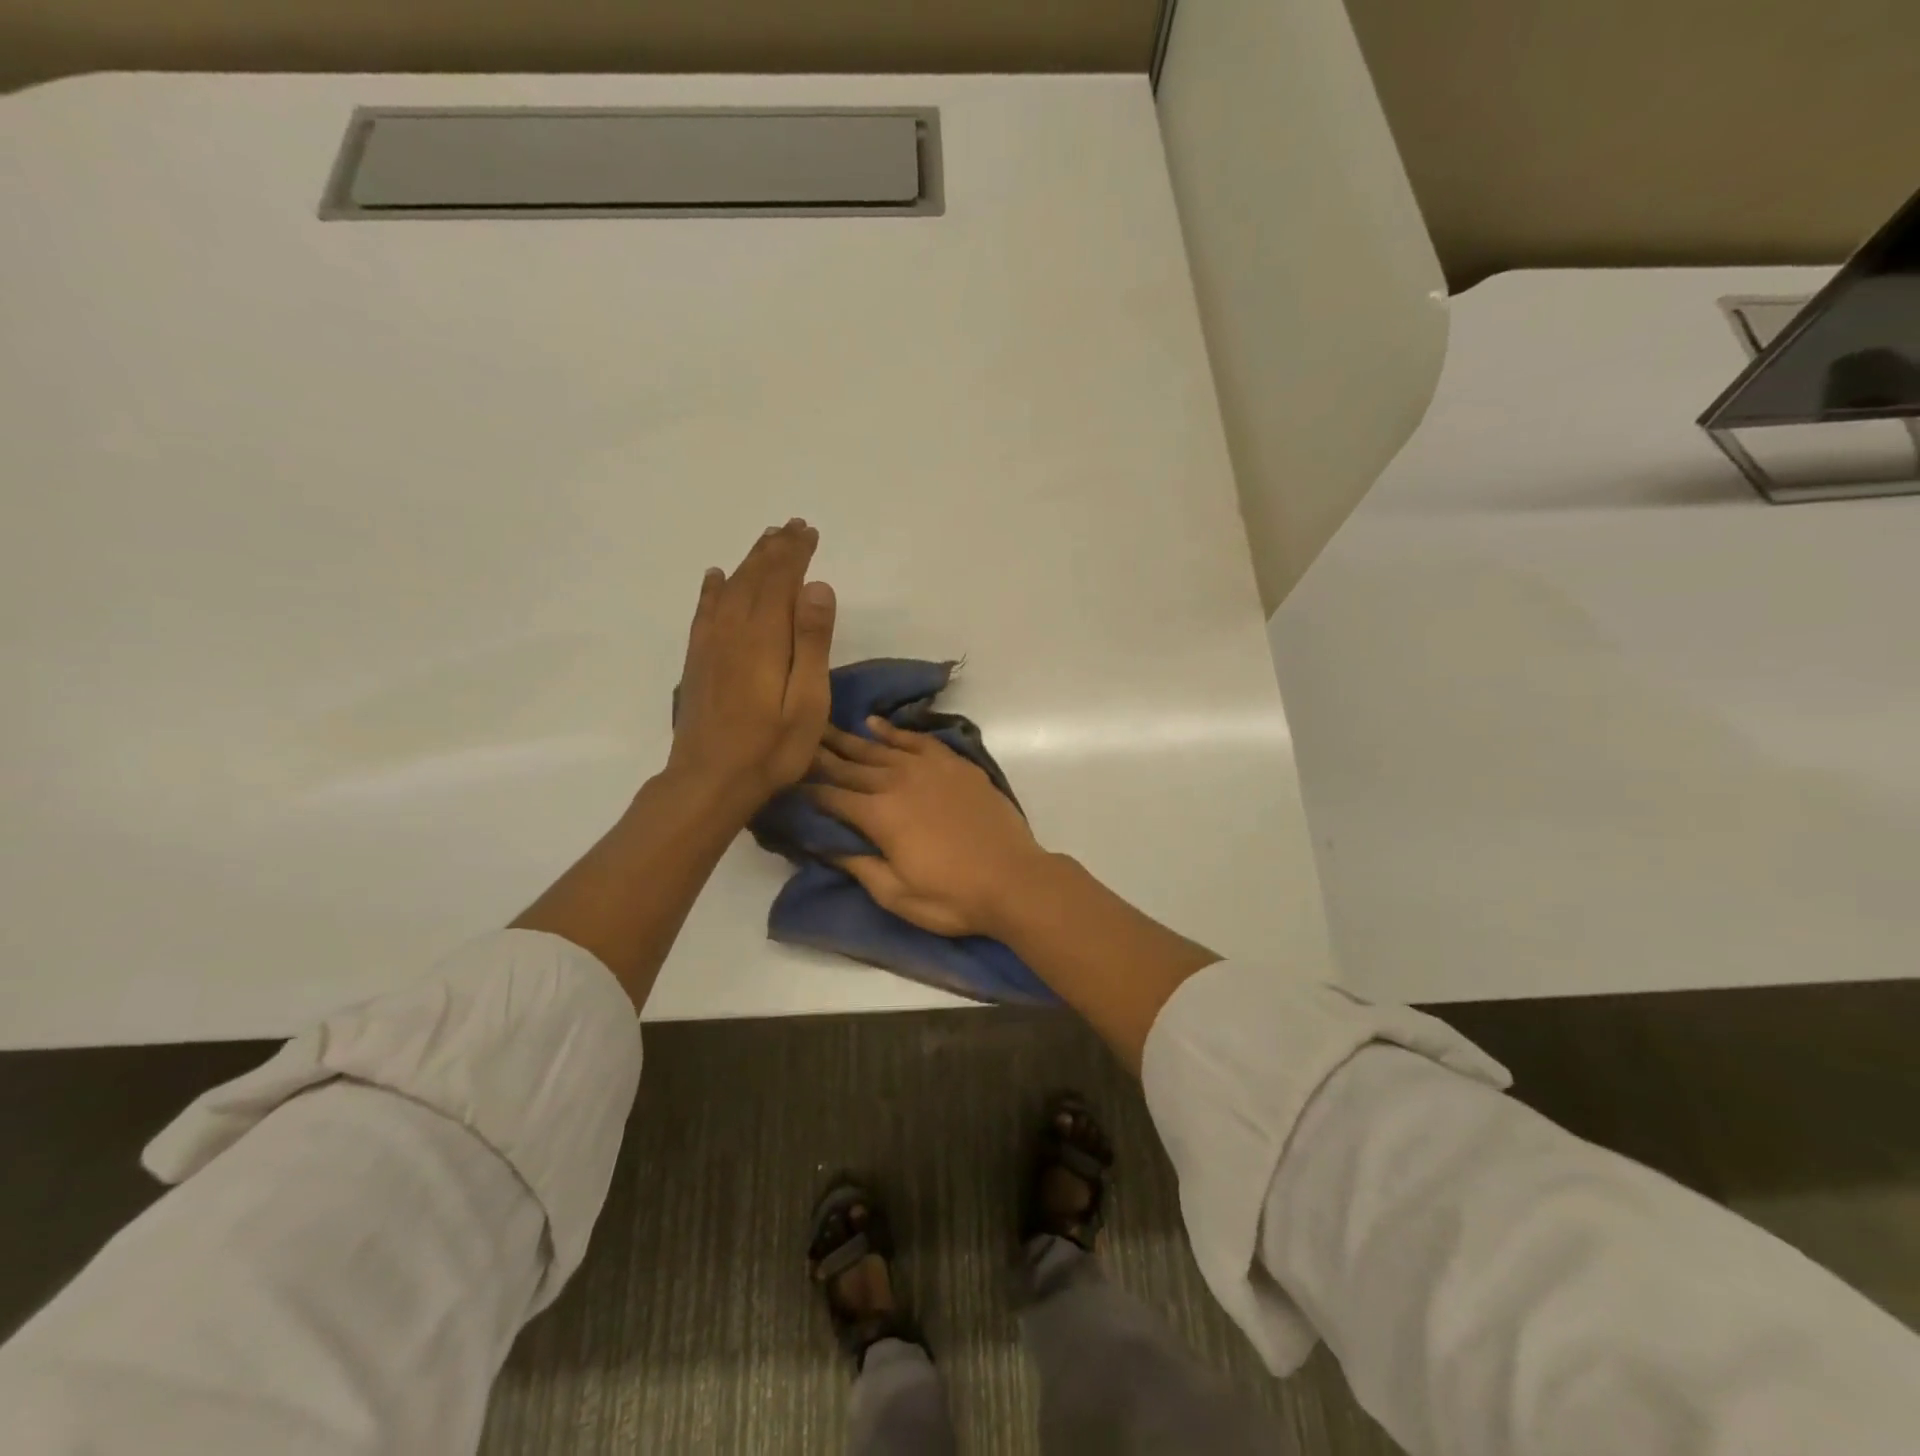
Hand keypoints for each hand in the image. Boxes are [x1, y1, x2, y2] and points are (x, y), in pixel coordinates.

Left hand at [667, 520, 836, 809]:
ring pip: (730, 588)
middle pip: (755, 577)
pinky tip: (716, 577)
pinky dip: (713, 588)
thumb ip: (812, 641)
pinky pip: (704, 611)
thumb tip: (817, 585)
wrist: (710, 780)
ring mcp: (710, 644)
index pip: (781, 580)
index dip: (795, 553)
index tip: (810, 532)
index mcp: (765, 636)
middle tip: (793, 527)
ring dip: (749, 561)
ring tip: (765, 540)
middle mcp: (734, 629)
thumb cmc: (772, 747)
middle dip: (775, 549)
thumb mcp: (807, 699)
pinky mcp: (698, 661)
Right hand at [808, 719, 1052, 938]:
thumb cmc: (952, 896)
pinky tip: (876, 724)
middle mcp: (898, 782)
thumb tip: (824, 844)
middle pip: (850, 765)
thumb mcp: (896, 895)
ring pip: (880, 748)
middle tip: (795, 739)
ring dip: (850, 738)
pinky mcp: (954, 764)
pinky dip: (894, 731)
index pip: (831, 797)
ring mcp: (929, 768)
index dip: (805, 790)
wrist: (1014, 879)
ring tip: (824, 726)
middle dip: (820, 754)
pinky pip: (917, 740)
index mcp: (879, 815)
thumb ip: (858, 866)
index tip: (784, 780)